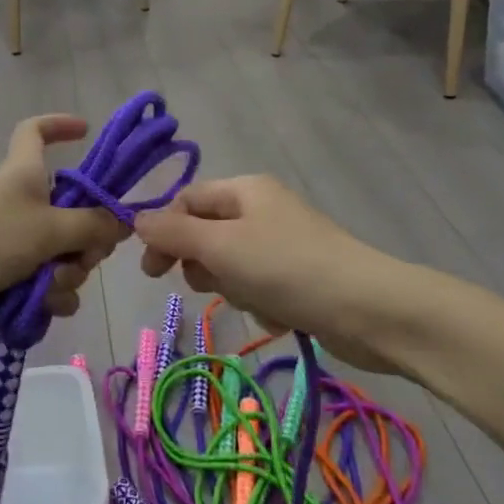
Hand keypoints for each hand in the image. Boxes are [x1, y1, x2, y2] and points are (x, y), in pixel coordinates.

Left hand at [0, 115, 129, 334]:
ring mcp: (18, 244)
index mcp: (27, 174)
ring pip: (66, 258)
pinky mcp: (11, 280)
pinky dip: (49, 299)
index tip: (85, 131)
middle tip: (83, 257)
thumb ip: (93, 225)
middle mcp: (25, 205)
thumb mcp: (49, 227)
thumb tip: (123, 223)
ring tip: (49, 286)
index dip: (59, 125)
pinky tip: (42, 308)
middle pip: (75, 214)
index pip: (36, 132)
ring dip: (68, 276)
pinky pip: (48, 288)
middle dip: (87, 243)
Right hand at [132, 176, 430, 372]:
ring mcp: (282, 243)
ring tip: (257, 299)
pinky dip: (262, 302)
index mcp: (244, 189)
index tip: (153, 271)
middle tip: (214, 283)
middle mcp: (261, 209)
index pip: (185, 201)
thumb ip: (172, 233)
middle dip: (204, 264)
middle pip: (206, 234)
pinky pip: (259, 286)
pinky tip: (281, 313)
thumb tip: (135, 219)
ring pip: (230, 265)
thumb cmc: (286, 268)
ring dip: (234, 287)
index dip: (163, 231)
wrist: (369, 310)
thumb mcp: (220, 246)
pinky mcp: (299, 275)